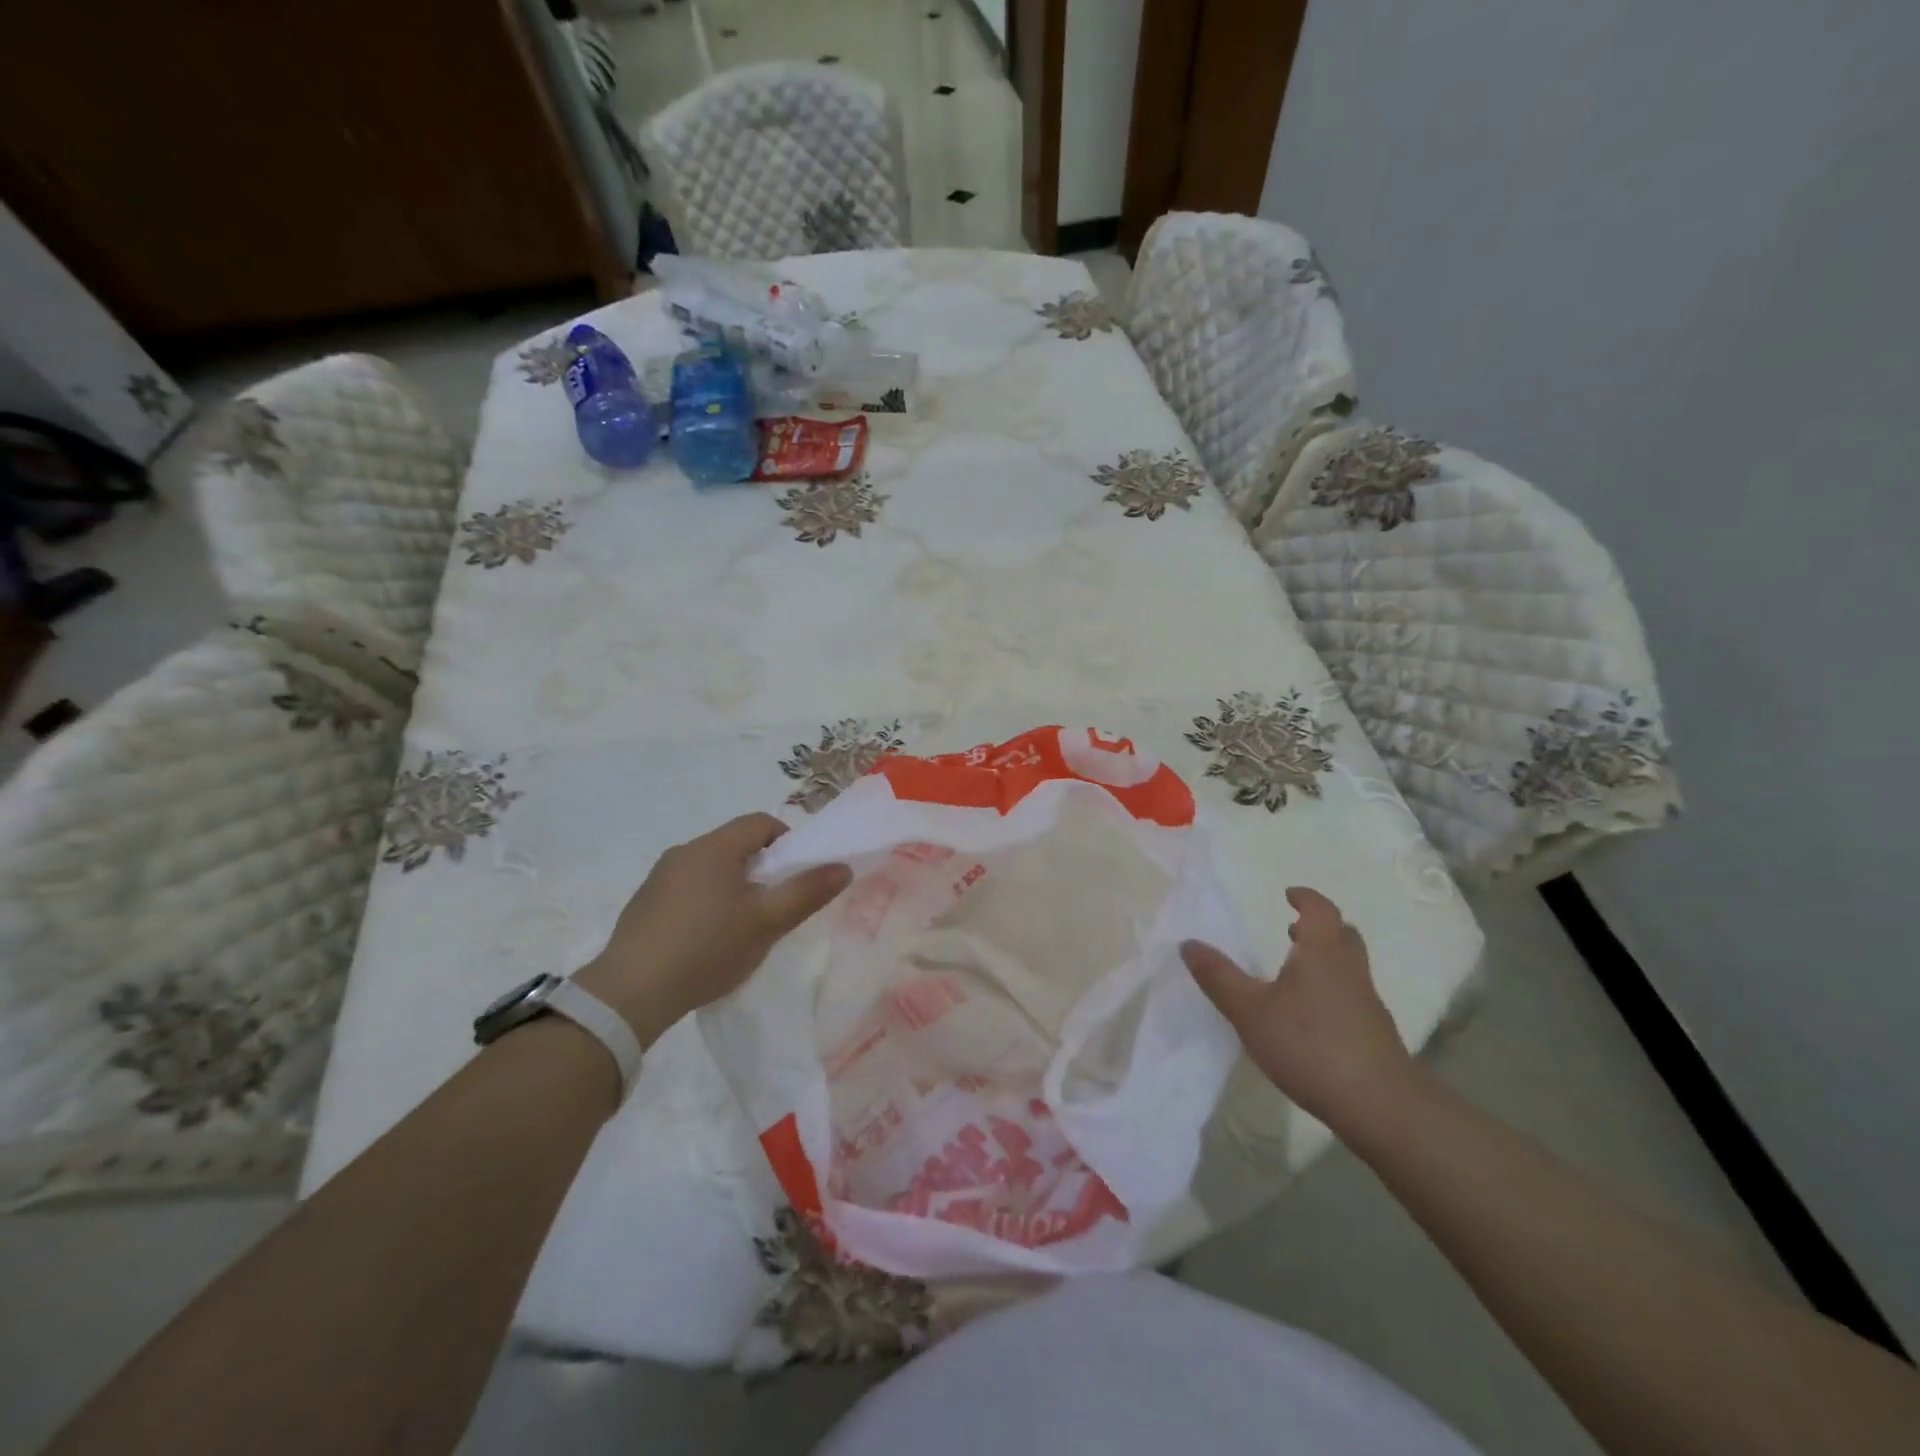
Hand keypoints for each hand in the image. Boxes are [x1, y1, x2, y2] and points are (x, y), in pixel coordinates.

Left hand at [575, 813, 850, 1046]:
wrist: (630, 993)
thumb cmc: (707, 948)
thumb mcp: (766, 923)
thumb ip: (807, 892)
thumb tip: (843, 867)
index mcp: (714, 847)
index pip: (760, 823)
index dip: (787, 842)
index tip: (795, 876)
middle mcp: (684, 852)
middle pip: (735, 846)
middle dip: (761, 869)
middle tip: (774, 906)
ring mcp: (659, 878)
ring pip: (710, 869)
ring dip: (732, 887)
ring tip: (741, 928)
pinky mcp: (643, 904)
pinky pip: (686, 890)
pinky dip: (705, 903)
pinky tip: (705, 941)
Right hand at [1181, 887, 1424, 1133]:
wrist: (1380, 1105)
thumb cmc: (1309, 1044)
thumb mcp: (1249, 1010)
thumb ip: (1218, 977)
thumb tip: (1189, 943)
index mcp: (1322, 953)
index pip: (1321, 911)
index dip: (1306, 899)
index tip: (1289, 894)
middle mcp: (1350, 971)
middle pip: (1343, 936)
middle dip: (1320, 928)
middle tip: (1293, 930)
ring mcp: (1367, 1004)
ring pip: (1349, 967)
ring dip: (1325, 960)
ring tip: (1294, 974)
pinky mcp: (1374, 1034)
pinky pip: (1352, 997)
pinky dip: (1332, 991)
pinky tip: (1310, 1017)